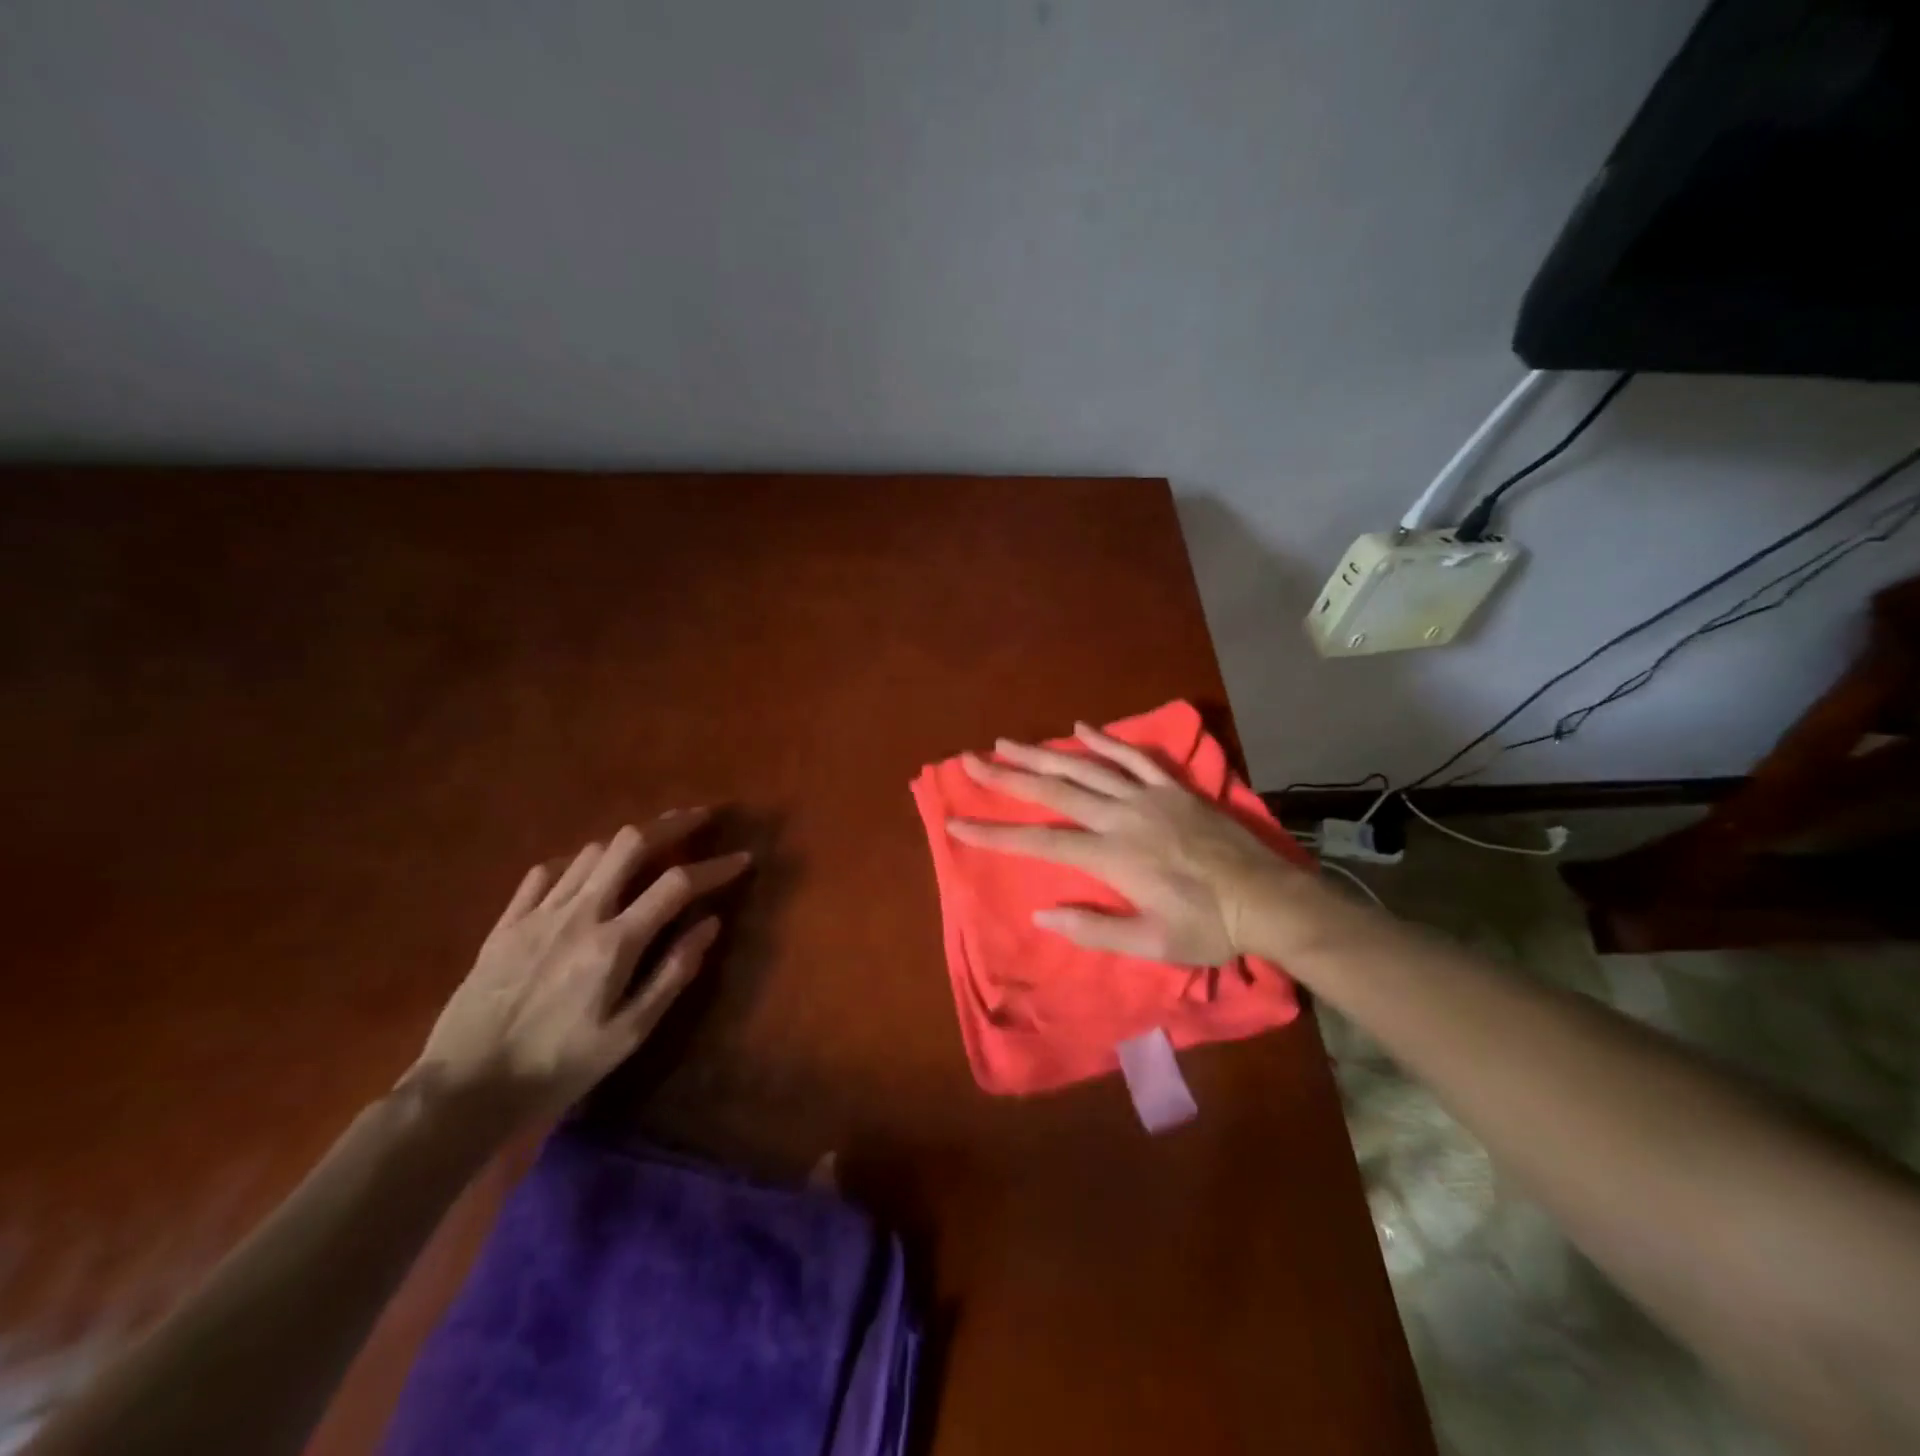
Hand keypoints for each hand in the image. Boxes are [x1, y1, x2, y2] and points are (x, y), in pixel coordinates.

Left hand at [411, 811, 750, 1119]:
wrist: (464, 1091)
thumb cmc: (558, 1067)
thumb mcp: (629, 1034)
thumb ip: (672, 973)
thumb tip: (710, 924)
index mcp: (614, 943)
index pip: (677, 884)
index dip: (715, 866)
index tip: (742, 858)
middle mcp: (579, 914)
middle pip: (629, 844)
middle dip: (670, 824)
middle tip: (697, 819)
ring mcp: (537, 914)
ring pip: (589, 852)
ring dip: (626, 843)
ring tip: (648, 849)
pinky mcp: (505, 925)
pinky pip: (544, 874)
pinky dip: (573, 864)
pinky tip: (583, 875)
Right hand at [945, 723, 1297, 964]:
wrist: (1268, 899)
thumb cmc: (1209, 928)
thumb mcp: (1152, 944)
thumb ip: (1094, 928)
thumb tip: (1041, 914)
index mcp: (1112, 856)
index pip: (1041, 840)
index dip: (995, 833)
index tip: (957, 823)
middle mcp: (1122, 817)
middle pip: (1054, 791)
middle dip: (1007, 776)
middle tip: (971, 760)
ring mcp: (1149, 796)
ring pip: (1086, 767)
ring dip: (1043, 753)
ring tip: (1007, 741)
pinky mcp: (1173, 788)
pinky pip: (1134, 757)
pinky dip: (1105, 741)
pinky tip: (1080, 727)